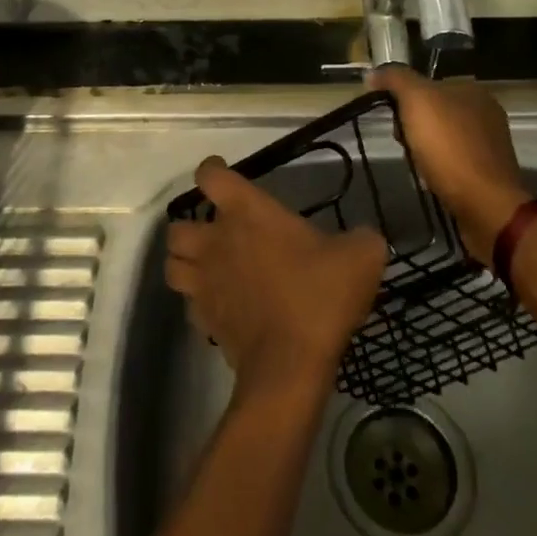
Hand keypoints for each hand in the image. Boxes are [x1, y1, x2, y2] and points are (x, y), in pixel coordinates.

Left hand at [167, 158, 388, 397]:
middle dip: (190, 226)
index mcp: (246, 213)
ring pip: (172, 265)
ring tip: (208, 266)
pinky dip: (200, 300)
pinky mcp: (204, 320)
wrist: (290, 364)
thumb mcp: (361, 257)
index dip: (212, 170)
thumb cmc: (319, 296)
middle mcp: (216, 242)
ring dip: (185, 262)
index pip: (211, 177)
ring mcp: (205, 283)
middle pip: (177, 226)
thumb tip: (364, 239)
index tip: (221, 173)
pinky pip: (190, 303)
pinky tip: (223, 304)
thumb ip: (362, 239)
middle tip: (215, 232)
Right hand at [368, 67, 528, 264]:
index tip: (391, 118)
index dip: (404, 98)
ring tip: (414, 163)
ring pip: (443, 136)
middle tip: (402, 142)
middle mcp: (486, 111)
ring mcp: (490, 143)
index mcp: (473, 90)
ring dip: (424, 147)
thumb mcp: (417, 101)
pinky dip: (439, 166)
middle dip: (413, 125)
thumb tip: (373, 72)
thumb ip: (395, 79)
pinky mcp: (489, 171)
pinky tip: (431, 177)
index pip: (428, 84)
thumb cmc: (449, 146)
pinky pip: (454, 160)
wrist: (484, 204)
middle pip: (435, 111)